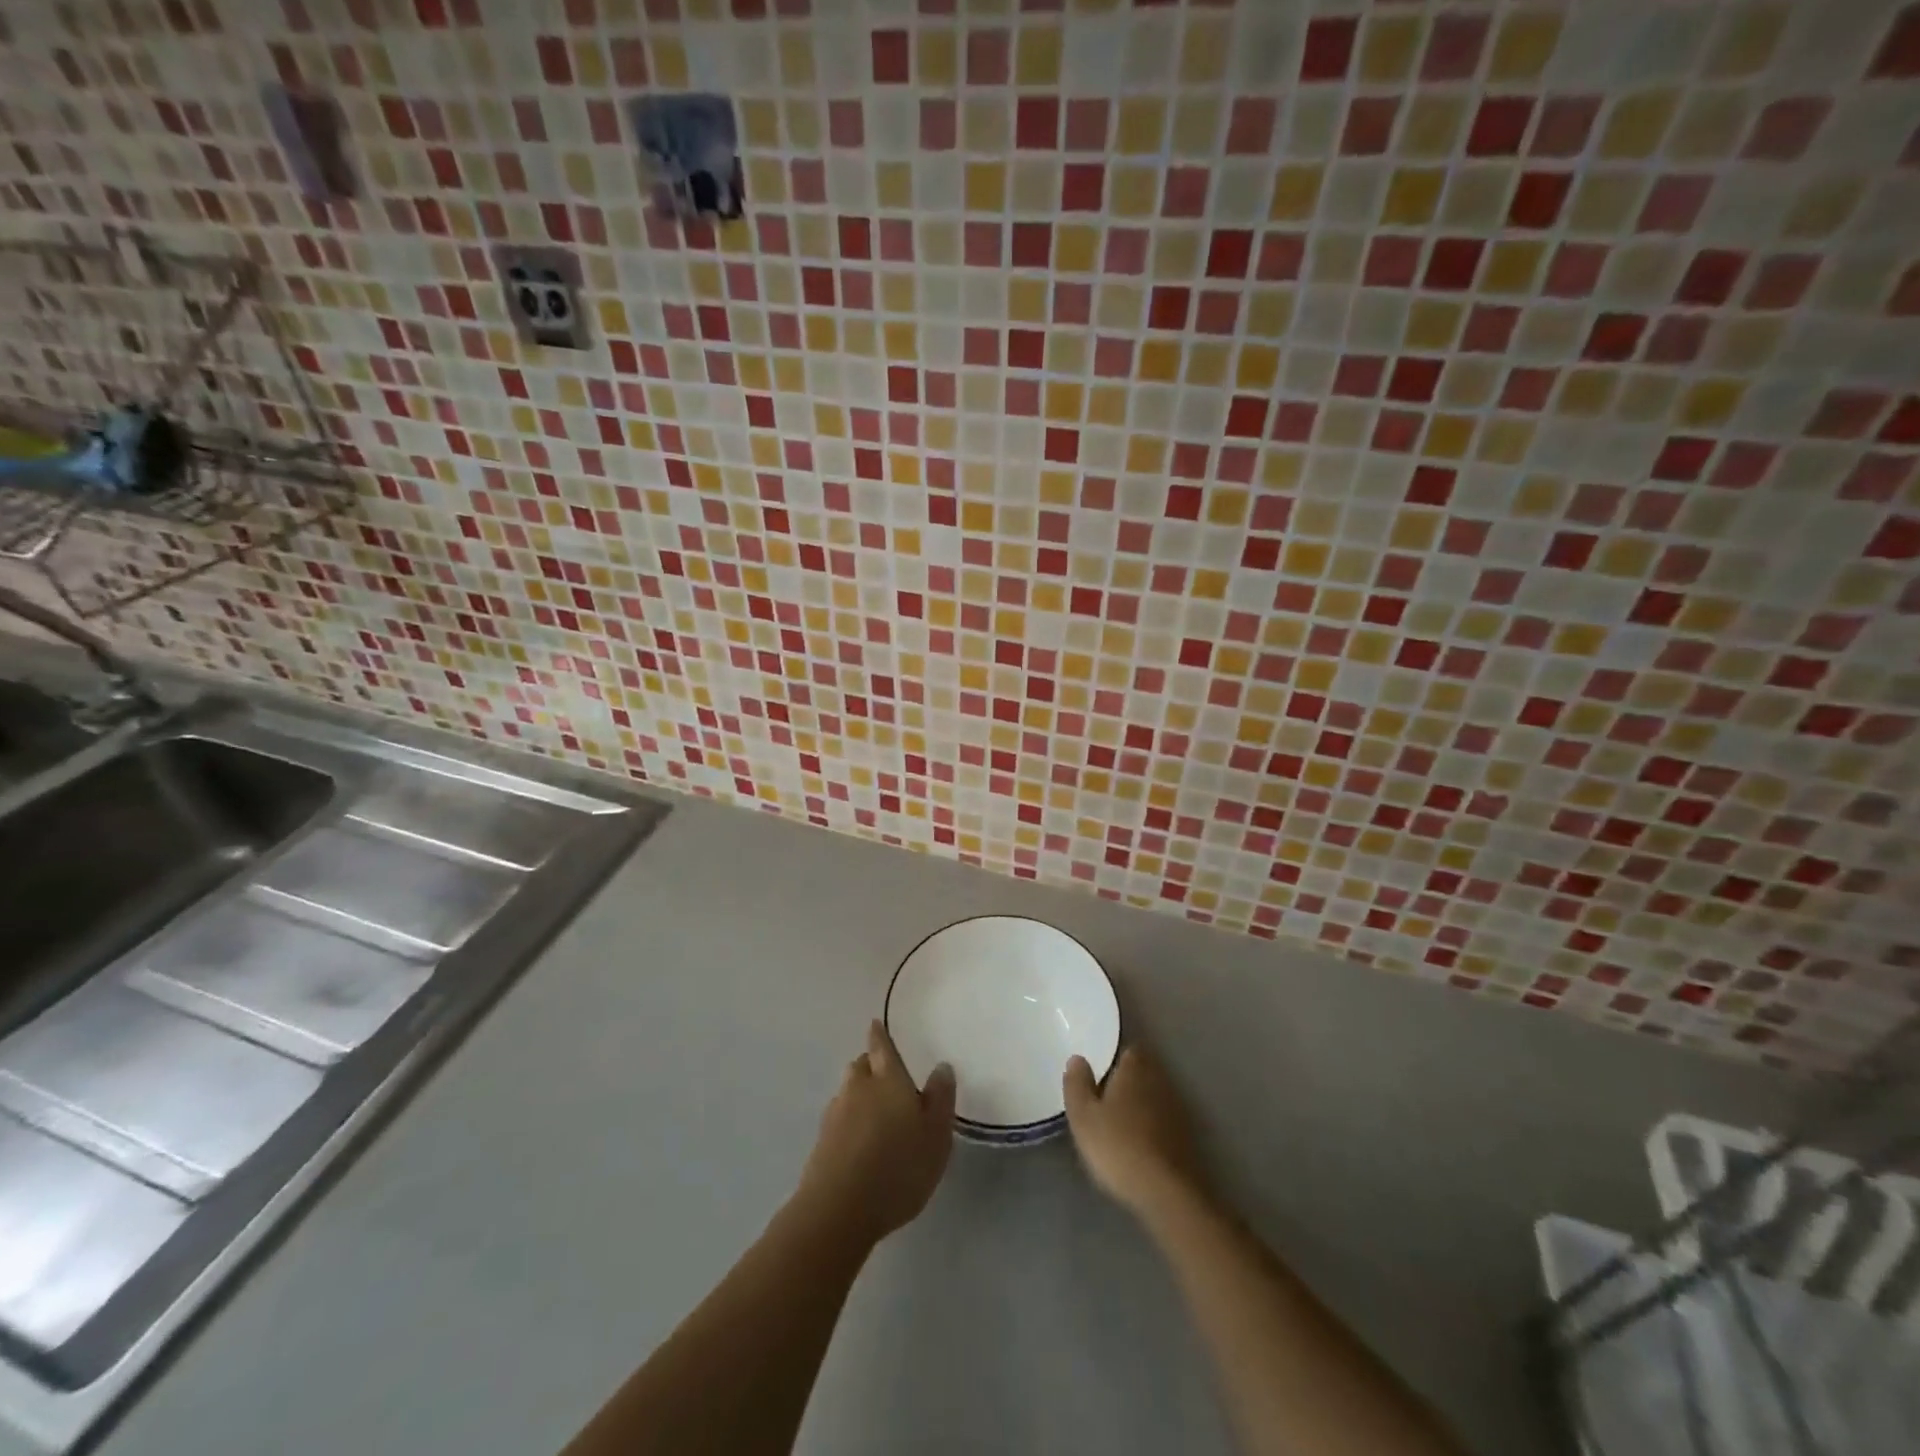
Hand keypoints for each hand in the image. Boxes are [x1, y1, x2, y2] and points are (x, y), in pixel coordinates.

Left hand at [796, 1020, 956, 1243]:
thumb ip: (940, 1099)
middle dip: (871, 1065)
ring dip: (858, 1094)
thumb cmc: (898, 1168)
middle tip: (885, 1075)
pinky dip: (849, 1122)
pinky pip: (838, 1119)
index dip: (879, 1035)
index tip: (876, 1025)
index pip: (881, 1046)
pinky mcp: (821, 1143)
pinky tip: (859, 1141)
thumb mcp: (936, 1136)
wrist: (838, 1210)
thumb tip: (941, 1066)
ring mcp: (835, 1115)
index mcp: (888, 1079)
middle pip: (861, 1066)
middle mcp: (858, 1088)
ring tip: (874, 1111)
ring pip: (847, 1091)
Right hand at [1064, 1046, 1207, 1220]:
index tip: (1099, 1073)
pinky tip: (1139, 1144)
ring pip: (1154, 1097)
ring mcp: (1177, 1109)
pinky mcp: (1187, 1137)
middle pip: (1142, 1072)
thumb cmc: (1118, 1146)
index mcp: (1135, 1068)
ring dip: (1140, 1105)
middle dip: (1127, 1082)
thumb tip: (1077, 1058)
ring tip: (1120, 1123)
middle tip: (1105, 1098)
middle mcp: (1160, 1081)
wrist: (1167, 1192)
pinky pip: (1164, 1121)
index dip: (1113, 1060)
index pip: (1127, 1051)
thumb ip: (1077, 1084)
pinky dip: (1152, 1127)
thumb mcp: (1083, 1116)